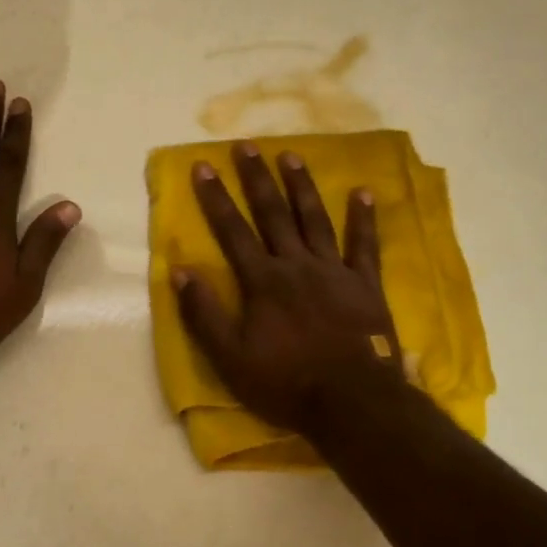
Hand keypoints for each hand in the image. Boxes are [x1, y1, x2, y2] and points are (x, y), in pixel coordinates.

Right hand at [172, 143, 399, 434]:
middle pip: (273, 213)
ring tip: (291, 155)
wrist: (353, 402)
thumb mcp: (229, 357)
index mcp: (262, 281)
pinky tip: (363, 192)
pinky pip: (365, 245)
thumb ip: (204, 313)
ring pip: (315, 219)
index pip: (232, 231)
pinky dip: (364, 218)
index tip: (203, 167)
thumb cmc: (285, 382)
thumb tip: (180, 270)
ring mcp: (334, 272)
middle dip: (256, 178)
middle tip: (246, 144)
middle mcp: (296, 265)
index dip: (216, 199)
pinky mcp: (365, 285)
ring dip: (301, 186)